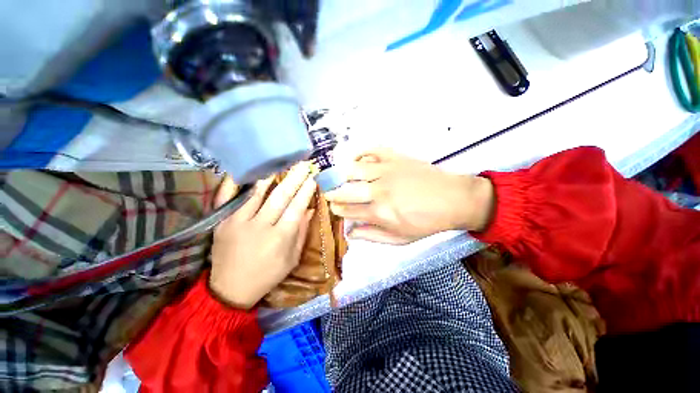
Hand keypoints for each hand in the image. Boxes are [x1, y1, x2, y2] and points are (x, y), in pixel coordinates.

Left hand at [209, 163, 316, 308]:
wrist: (230, 289)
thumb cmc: (267, 275)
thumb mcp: (292, 259)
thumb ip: (301, 233)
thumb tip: (310, 210)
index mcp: (280, 238)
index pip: (296, 208)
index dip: (306, 192)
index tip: (313, 179)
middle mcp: (260, 226)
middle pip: (280, 197)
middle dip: (294, 179)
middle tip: (303, 165)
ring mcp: (238, 222)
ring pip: (256, 193)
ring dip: (271, 176)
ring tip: (281, 163)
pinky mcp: (221, 222)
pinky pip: (226, 198)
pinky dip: (234, 182)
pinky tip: (244, 170)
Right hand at [325, 148, 493, 243]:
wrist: (453, 200)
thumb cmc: (427, 222)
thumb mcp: (400, 238)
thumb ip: (372, 236)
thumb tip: (350, 233)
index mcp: (380, 213)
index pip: (348, 211)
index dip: (337, 210)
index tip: (334, 208)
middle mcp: (379, 191)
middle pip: (345, 191)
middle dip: (332, 193)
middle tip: (328, 193)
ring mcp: (387, 171)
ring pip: (353, 169)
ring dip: (339, 174)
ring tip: (336, 177)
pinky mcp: (395, 158)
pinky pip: (372, 150)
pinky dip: (360, 153)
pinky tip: (356, 159)